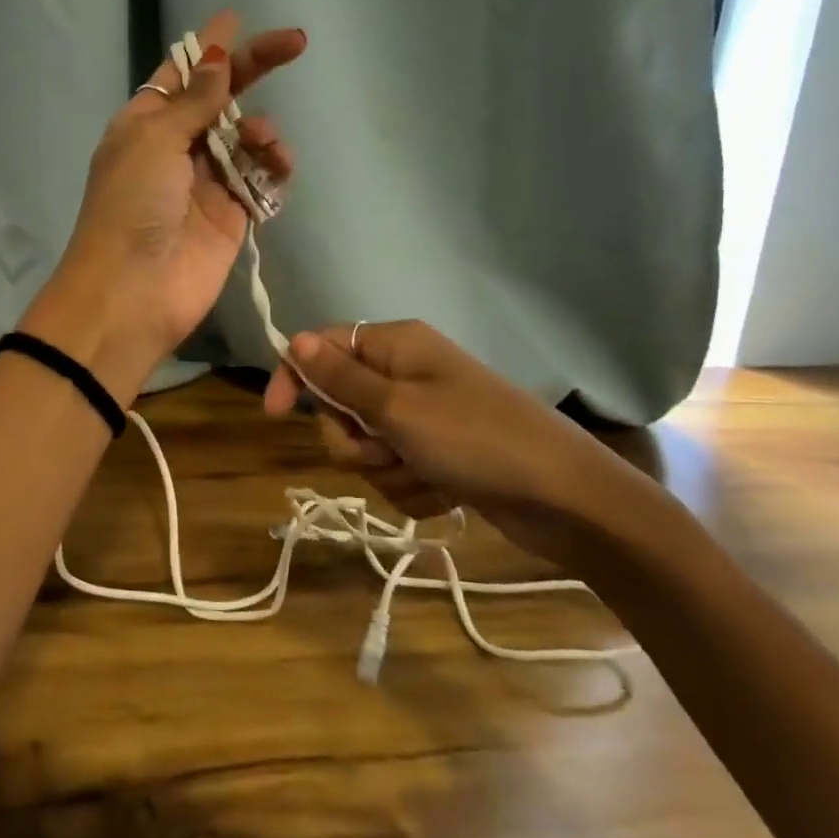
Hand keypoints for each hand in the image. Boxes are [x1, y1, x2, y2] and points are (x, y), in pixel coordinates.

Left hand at [21, 12, 305, 401]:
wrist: (134, 291)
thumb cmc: (132, 205)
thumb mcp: (154, 139)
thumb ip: (194, 100)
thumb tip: (216, 57)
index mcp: (144, 123)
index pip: (180, 74)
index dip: (207, 47)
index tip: (235, 17)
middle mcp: (175, 148)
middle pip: (221, 99)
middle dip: (253, 70)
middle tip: (296, 43)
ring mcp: (206, 183)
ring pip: (246, 139)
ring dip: (262, 130)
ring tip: (265, 142)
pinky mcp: (232, 216)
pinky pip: (261, 180)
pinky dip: (274, 168)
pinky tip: (277, 165)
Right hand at [261, 320, 667, 572]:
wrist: (565, 499)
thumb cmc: (476, 440)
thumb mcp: (398, 408)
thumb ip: (340, 377)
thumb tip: (293, 338)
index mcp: (395, 346)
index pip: (322, 348)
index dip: (295, 377)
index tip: (274, 413)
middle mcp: (405, 374)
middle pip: (339, 405)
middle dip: (353, 439)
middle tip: (386, 449)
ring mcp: (423, 417)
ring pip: (365, 446)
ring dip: (386, 470)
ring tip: (427, 475)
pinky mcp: (437, 455)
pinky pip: (396, 471)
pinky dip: (412, 488)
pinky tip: (446, 493)